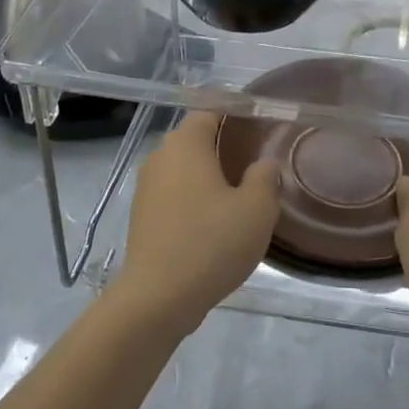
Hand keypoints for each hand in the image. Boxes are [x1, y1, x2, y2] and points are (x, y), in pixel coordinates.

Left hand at [117, 111, 280, 331]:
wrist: (157, 298)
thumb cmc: (211, 243)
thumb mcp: (256, 209)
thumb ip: (265, 177)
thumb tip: (265, 163)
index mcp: (186, 143)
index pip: (211, 110)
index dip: (236, 113)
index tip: (261, 123)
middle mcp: (161, 156)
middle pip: (195, 138)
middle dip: (223, 143)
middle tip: (256, 157)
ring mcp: (146, 187)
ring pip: (183, 168)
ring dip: (208, 174)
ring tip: (240, 191)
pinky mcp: (142, 216)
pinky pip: (174, 193)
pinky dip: (194, 197)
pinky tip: (215, 220)